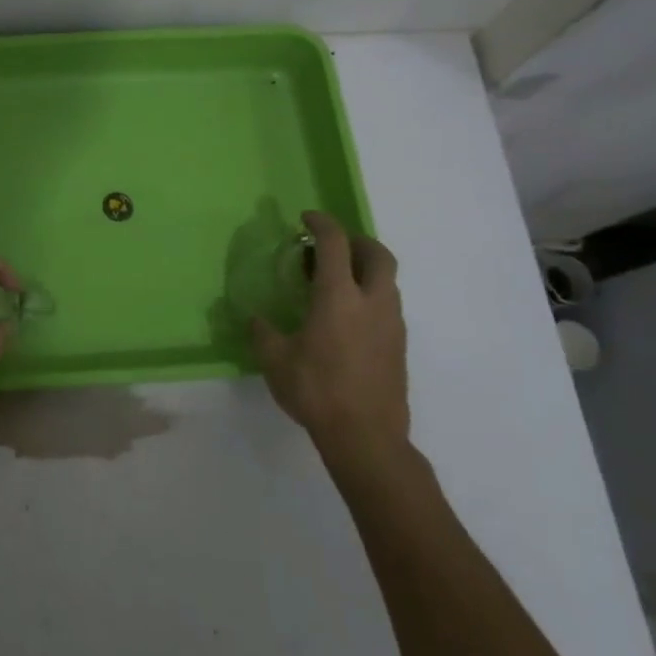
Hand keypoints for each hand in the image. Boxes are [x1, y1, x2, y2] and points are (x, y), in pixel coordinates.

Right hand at [251, 211, 409, 473]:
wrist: (367, 437)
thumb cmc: (316, 391)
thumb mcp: (275, 360)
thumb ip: (263, 333)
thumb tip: (256, 319)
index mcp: (339, 297)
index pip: (335, 244)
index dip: (322, 224)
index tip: (306, 218)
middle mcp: (372, 302)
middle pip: (378, 255)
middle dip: (357, 241)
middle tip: (333, 246)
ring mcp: (392, 325)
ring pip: (387, 281)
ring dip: (366, 269)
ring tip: (337, 281)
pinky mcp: (399, 346)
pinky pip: (388, 305)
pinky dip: (370, 295)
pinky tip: (347, 317)